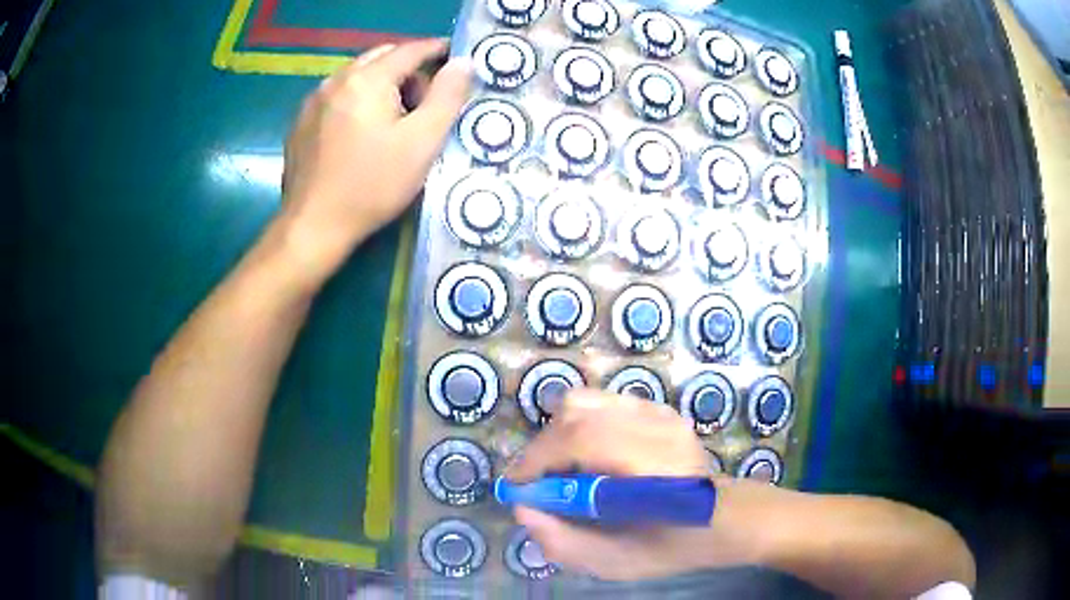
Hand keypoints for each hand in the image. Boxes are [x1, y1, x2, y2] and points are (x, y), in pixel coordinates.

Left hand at [278, 40, 472, 279]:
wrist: (313, 226)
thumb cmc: (372, 185)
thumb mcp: (422, 142)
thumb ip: (447, 96)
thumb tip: (462, 63)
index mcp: (368, 79)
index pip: (410, 50)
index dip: (437, 49)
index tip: (454, 56)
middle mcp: (336, 80)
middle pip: (381, 58)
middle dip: (407, 69)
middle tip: (423, 101)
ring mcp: (313, 101)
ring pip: (356, 76)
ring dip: (381, 84)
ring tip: (391, 120)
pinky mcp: (301, 123)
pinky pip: (336, 96)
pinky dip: (356, 100)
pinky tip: (359, 133)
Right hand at [507, 390, 784, 580]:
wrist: (722, 517)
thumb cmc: (672, 545)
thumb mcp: (617, 562)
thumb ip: (564, 542)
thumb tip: (522, 509)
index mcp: (653, 467)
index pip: (581, 440)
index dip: (538, 459)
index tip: (517, 487)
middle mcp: (657, 428)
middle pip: (578, 412)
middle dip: (543, 448)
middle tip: (538, 482)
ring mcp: (660, 412)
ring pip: (586, 401)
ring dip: (559, 434)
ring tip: (561, 469)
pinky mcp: (658, 408)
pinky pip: (601, 404)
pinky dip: (579, 426)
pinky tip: (588, 457)